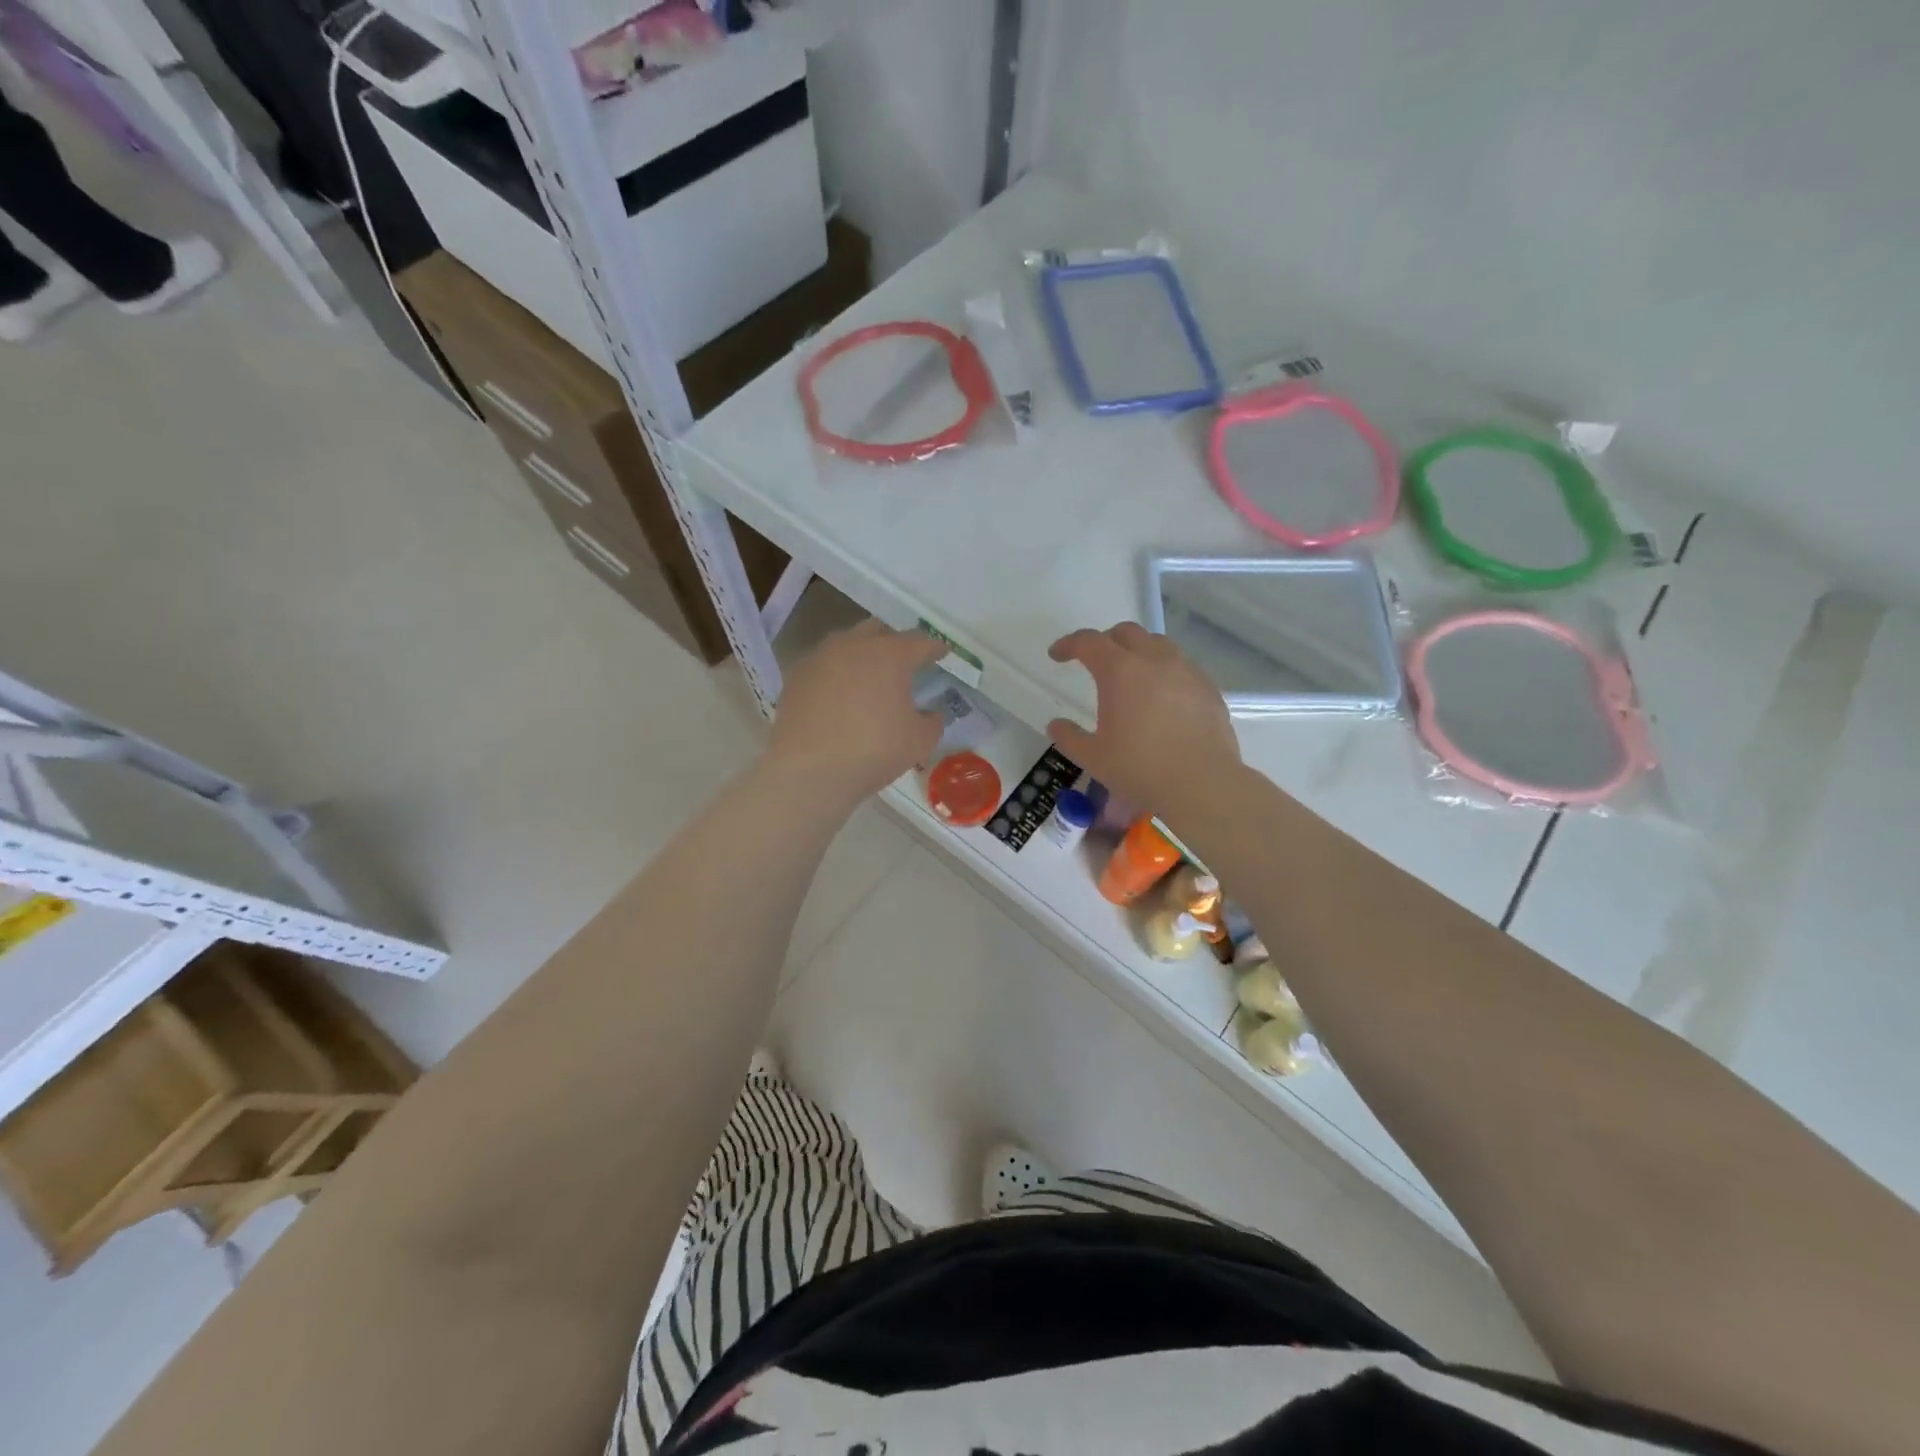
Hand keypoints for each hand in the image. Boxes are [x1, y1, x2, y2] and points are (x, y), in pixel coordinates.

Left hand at [766, 620, 946, 808]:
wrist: (809, 771)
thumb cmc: (873, 751)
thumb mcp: (919, 740)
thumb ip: (932, 721)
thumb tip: (930, 713)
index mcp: (890, 655)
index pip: (920, 642)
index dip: (934, 648)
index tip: (942, 653)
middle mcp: (854, 645)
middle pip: (879, 630)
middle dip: (894, 642)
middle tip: (903, 662)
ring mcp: (820, 657)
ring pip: (846, 643)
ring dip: (861, 653)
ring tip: (868, 676)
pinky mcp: (796, 676)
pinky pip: (823, 664)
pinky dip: (836, 673)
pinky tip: (838, 694)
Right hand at [1047, 622, 1242, 815]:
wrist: (1202, 785)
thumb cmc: (1140, 768)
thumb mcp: (1093, 757)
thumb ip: (1069, 737)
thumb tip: (1056, 725)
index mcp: (1120, 671)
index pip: (1088, 642)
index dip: (1068, 644)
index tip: (1057, 655)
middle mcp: (1154, 660)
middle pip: (1127, 633)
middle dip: (1106, 641)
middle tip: (1095, 661)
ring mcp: (1186, 671)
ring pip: (1158, 644)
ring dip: (1139, 651)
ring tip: (1132, 675)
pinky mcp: (1209, 688)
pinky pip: (1182, 666)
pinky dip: (1165, 671)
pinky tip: (1163, 697)